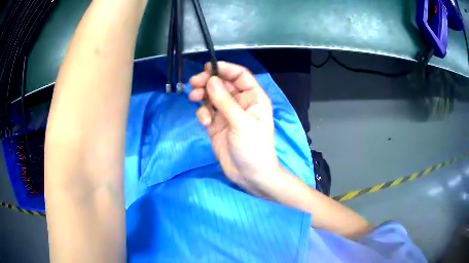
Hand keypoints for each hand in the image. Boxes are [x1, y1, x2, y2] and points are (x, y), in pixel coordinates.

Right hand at [189, 62, 280, 195]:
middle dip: (208, 82)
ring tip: (193, 97)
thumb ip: (224, 101)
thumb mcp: (241, 122)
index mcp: (253, 98)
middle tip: (194, 83)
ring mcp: (227, 114)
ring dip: (202, 95)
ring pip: (212, 97)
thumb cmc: (253, 148)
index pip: (240, 75)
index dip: (225, 68)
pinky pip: (207, 112)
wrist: (250, 175)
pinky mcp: (217, 125)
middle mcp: (240, 103)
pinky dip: (203, 113)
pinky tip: (204, 121)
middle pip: (222, 84)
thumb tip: (211, 79)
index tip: (208, 67)